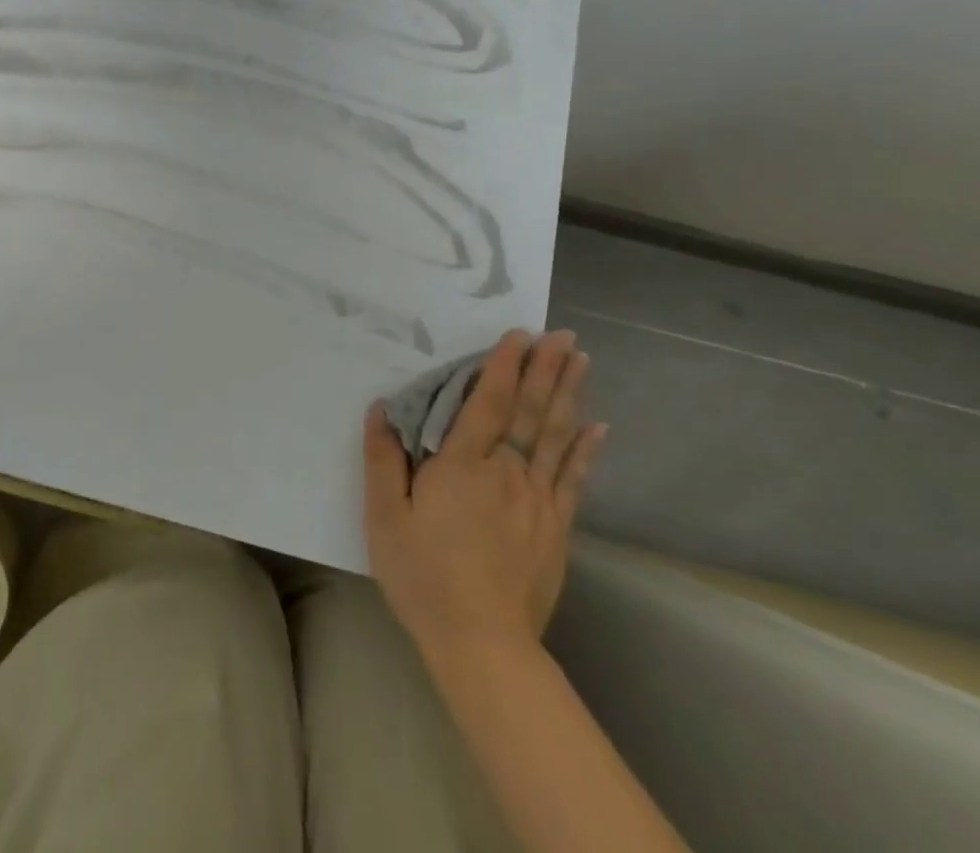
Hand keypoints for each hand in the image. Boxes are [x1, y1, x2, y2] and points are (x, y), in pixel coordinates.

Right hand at [363, 329, 606, 667]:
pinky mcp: (556, 529)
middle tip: (564, 335)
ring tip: (581, 361)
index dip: (503, 366)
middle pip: (531, 412)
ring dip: (568, 395)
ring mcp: (538, 501)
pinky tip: (598, 427)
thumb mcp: (385, 516)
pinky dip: (586, 450)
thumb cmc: (424, 574)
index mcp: (463, 465)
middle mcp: (507, 472)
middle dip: (546, 369)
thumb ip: (383, 459)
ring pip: (557, 437)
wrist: (482, 644)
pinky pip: (573, 479)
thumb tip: (381, 409)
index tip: (519, 334)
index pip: (488, 403)